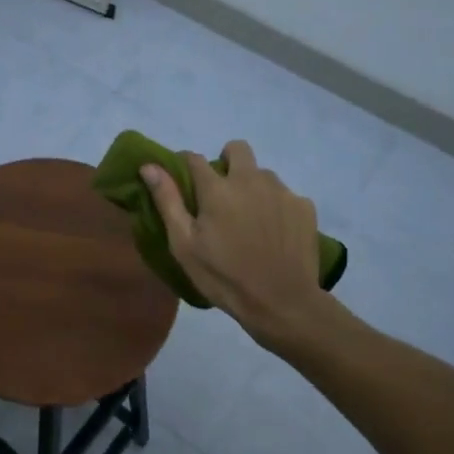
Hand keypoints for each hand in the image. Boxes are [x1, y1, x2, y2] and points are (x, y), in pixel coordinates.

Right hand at [141, 141, 336, 350]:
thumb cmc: (224, 277)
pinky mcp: (304, 206)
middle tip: (222, 193)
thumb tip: (149, 166)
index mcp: (217, 188)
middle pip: (237, 148)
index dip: (186, 165)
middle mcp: (250, 179)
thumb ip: (168, 201)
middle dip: (226, 160)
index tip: (184, 181)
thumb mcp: (184, 245)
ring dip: (253, 186)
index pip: (194, 158)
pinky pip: (285, 195)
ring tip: (250, 219)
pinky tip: (275, 233)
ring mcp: (281, 191)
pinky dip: (276, 207)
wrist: (282, 304)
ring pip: (262, 174)